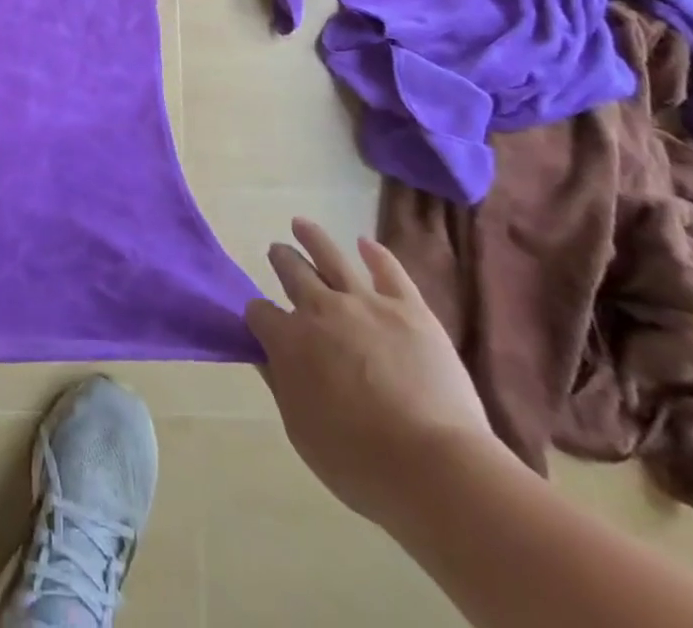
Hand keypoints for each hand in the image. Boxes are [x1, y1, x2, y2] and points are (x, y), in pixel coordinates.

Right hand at [245, 219, 504, 530]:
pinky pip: (389, 271)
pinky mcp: (408, 308)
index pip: (260, 313)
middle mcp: (319, 310)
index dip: (258, 316)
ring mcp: (365, 303)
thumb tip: (264, 357)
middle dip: (282, 260)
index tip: (262, 322)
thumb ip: (281, 387)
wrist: (434, 468)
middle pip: (292, 272)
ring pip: (330, 256)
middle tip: (278, 251)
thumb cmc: (359, 463)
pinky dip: (375, 254)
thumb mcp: (301, 432)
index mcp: (289, 341)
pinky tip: (366, 242)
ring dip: (312, 237)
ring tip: (301, 223)